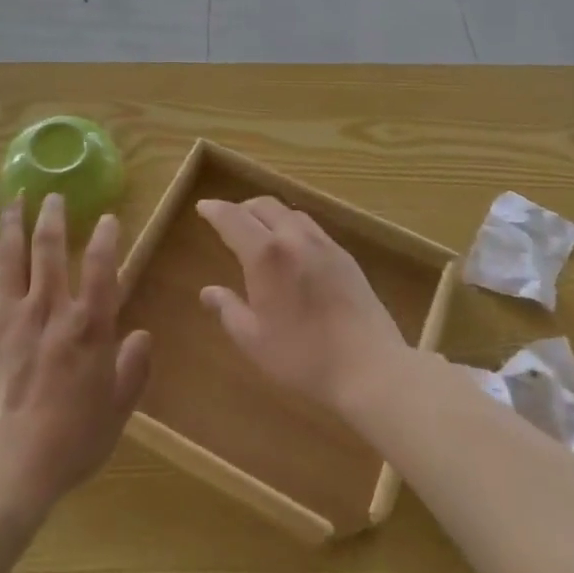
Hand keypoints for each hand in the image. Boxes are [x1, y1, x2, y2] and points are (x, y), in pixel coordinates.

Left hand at [0, 195, 151, 521]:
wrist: (3, 468)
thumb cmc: (68, 443)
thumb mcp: (116, 411)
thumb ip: (133, 369)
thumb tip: (143, 335)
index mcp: (88, 326)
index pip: (102, 266)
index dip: (107, 237)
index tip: (108, 218)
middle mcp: (49, 308)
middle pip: (49, 247)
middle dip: (53, 215)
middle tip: (53, 195)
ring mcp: (9, 316)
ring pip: (10, 255)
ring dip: (13, 223)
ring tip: (15, 200)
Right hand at [197, 196, 408, 413]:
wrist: (370, 367)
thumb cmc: (304, 356)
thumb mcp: (254, 340)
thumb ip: (228, 310)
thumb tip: (208, 291)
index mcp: (266, 255)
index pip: (233, 218)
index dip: (215, 210)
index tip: (203, 207)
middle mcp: (293, 238)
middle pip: (263, 206)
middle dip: (242, 208)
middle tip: (229, 220)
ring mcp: (323, 244)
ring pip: (290, 212)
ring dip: (268, 213)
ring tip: (260, 230)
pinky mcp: (345, 256)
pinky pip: (311, 227)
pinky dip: (292, 226)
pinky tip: (293, 247)